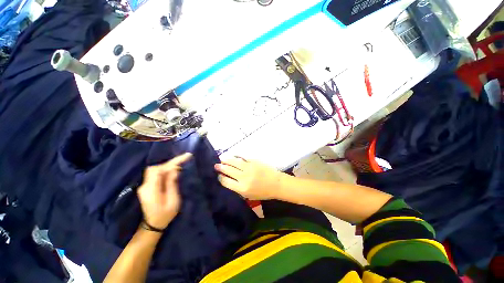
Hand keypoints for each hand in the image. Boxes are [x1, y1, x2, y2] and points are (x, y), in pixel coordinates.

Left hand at [137, 153, 191, 229]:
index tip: (186, 156)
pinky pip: (156, 174)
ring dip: (168, 165)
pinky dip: (166, 170)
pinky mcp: (147, 186)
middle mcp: (145, 186)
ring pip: (155, 170)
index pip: (159, 170)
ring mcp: (144, 186)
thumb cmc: (165, 215)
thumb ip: (172, 184)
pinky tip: (174, 170)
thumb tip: (174, 170)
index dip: (172, 162)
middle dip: (170, 162)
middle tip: (185, 159)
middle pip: (156, 168)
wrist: (152, 225)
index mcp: (151, 190)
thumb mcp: (173, 200)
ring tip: (181, 164)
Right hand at [214, 157, 286, 199]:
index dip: (221, 178)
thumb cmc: (263, 192)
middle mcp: (244, 177)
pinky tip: (233, 155)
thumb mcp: (249, 195)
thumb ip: (238, 189)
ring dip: (226, 160)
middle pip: (228, 170)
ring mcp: (249, 167)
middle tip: (216, 165)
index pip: (226, 182)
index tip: (219, 175)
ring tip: (222, 159)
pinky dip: (237, 156)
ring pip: (234, 162)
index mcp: (242, 188)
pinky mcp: (254, 161)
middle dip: (221, 167)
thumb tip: (228, 180)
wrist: (276, 183)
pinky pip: (243, 157)